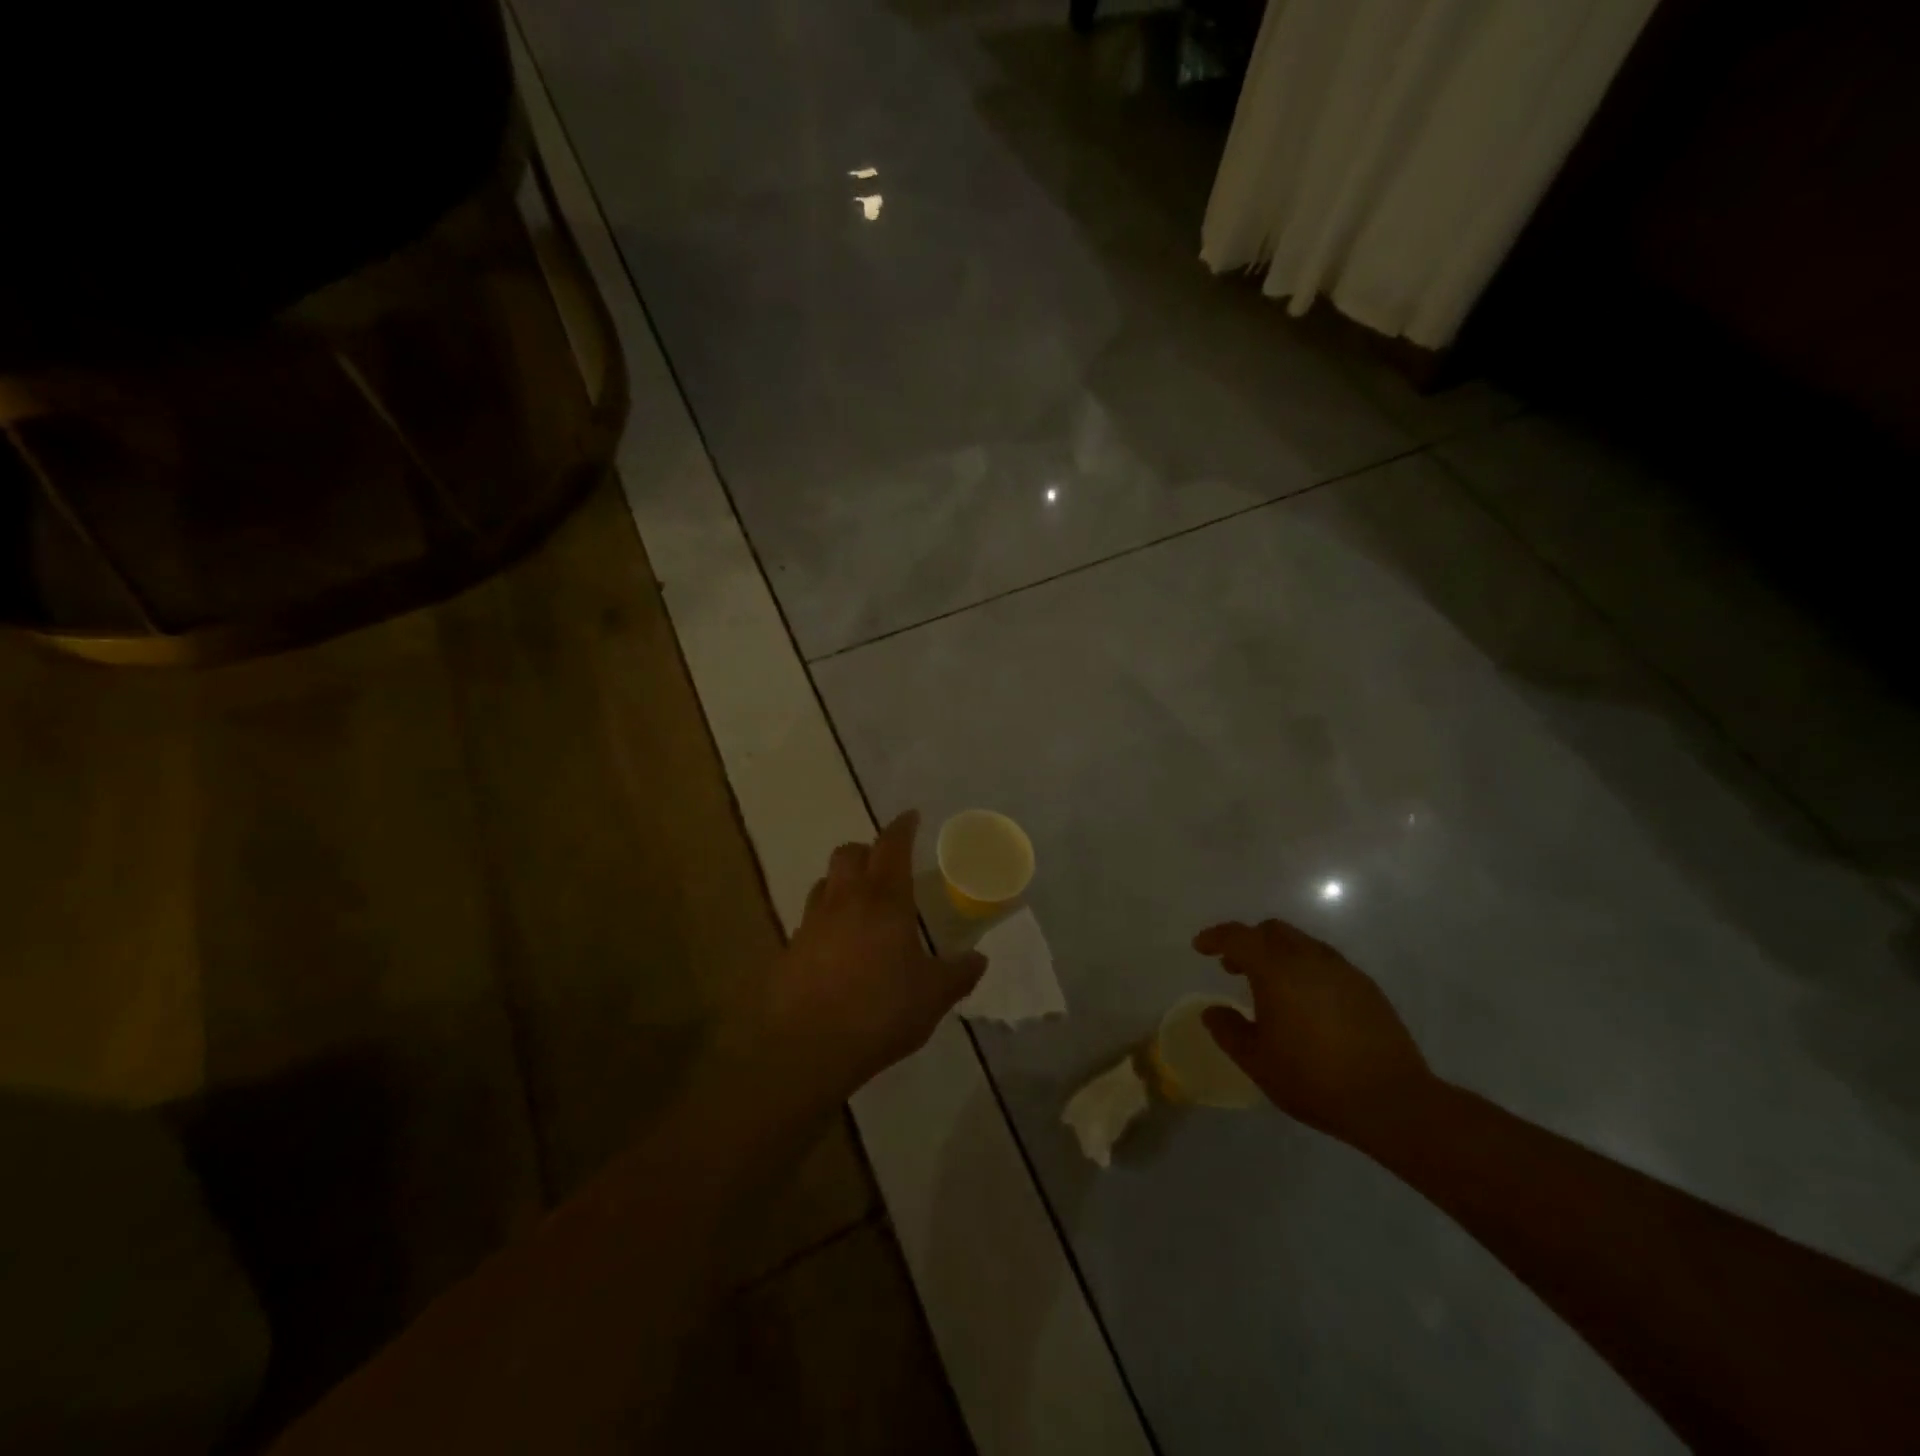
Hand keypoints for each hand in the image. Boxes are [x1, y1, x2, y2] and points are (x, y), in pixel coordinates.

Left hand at [744, 811, 985, 1102]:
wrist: (806, 1046)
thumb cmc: (880, 1011)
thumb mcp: (932, 996)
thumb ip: (958, 974)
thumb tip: (979, 959)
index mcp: (885, 900)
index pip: (892, 846)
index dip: (902, 827)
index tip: (911, 816)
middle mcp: (845, 900)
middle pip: (849, 853)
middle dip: (867, 850)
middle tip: (885, 865)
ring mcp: (812, 922)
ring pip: (825, 883)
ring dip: (842, 882)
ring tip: (859, 904)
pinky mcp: (789, 949)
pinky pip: (809, 920)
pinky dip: (825, 920)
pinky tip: (836, 947)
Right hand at [1194, 919, 1436, 1150]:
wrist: (1392, 1101)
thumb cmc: (1314, 1079)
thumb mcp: (1257, 1061)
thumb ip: (1228, 1030)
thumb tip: (1212, 1012)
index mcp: (1277, 969)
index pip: (1238, 936)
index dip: (1215, 937)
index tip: (1201, 947)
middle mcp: (1309, 958)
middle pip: (1271, 930)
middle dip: (1248, 942)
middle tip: (1234, 968)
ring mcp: (1342, 969)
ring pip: (1301, 943)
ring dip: (1278, 954)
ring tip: (1270, 987)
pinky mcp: (1366, 986)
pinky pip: (1325, 962)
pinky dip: (1305, 969)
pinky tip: (1306, 1002)